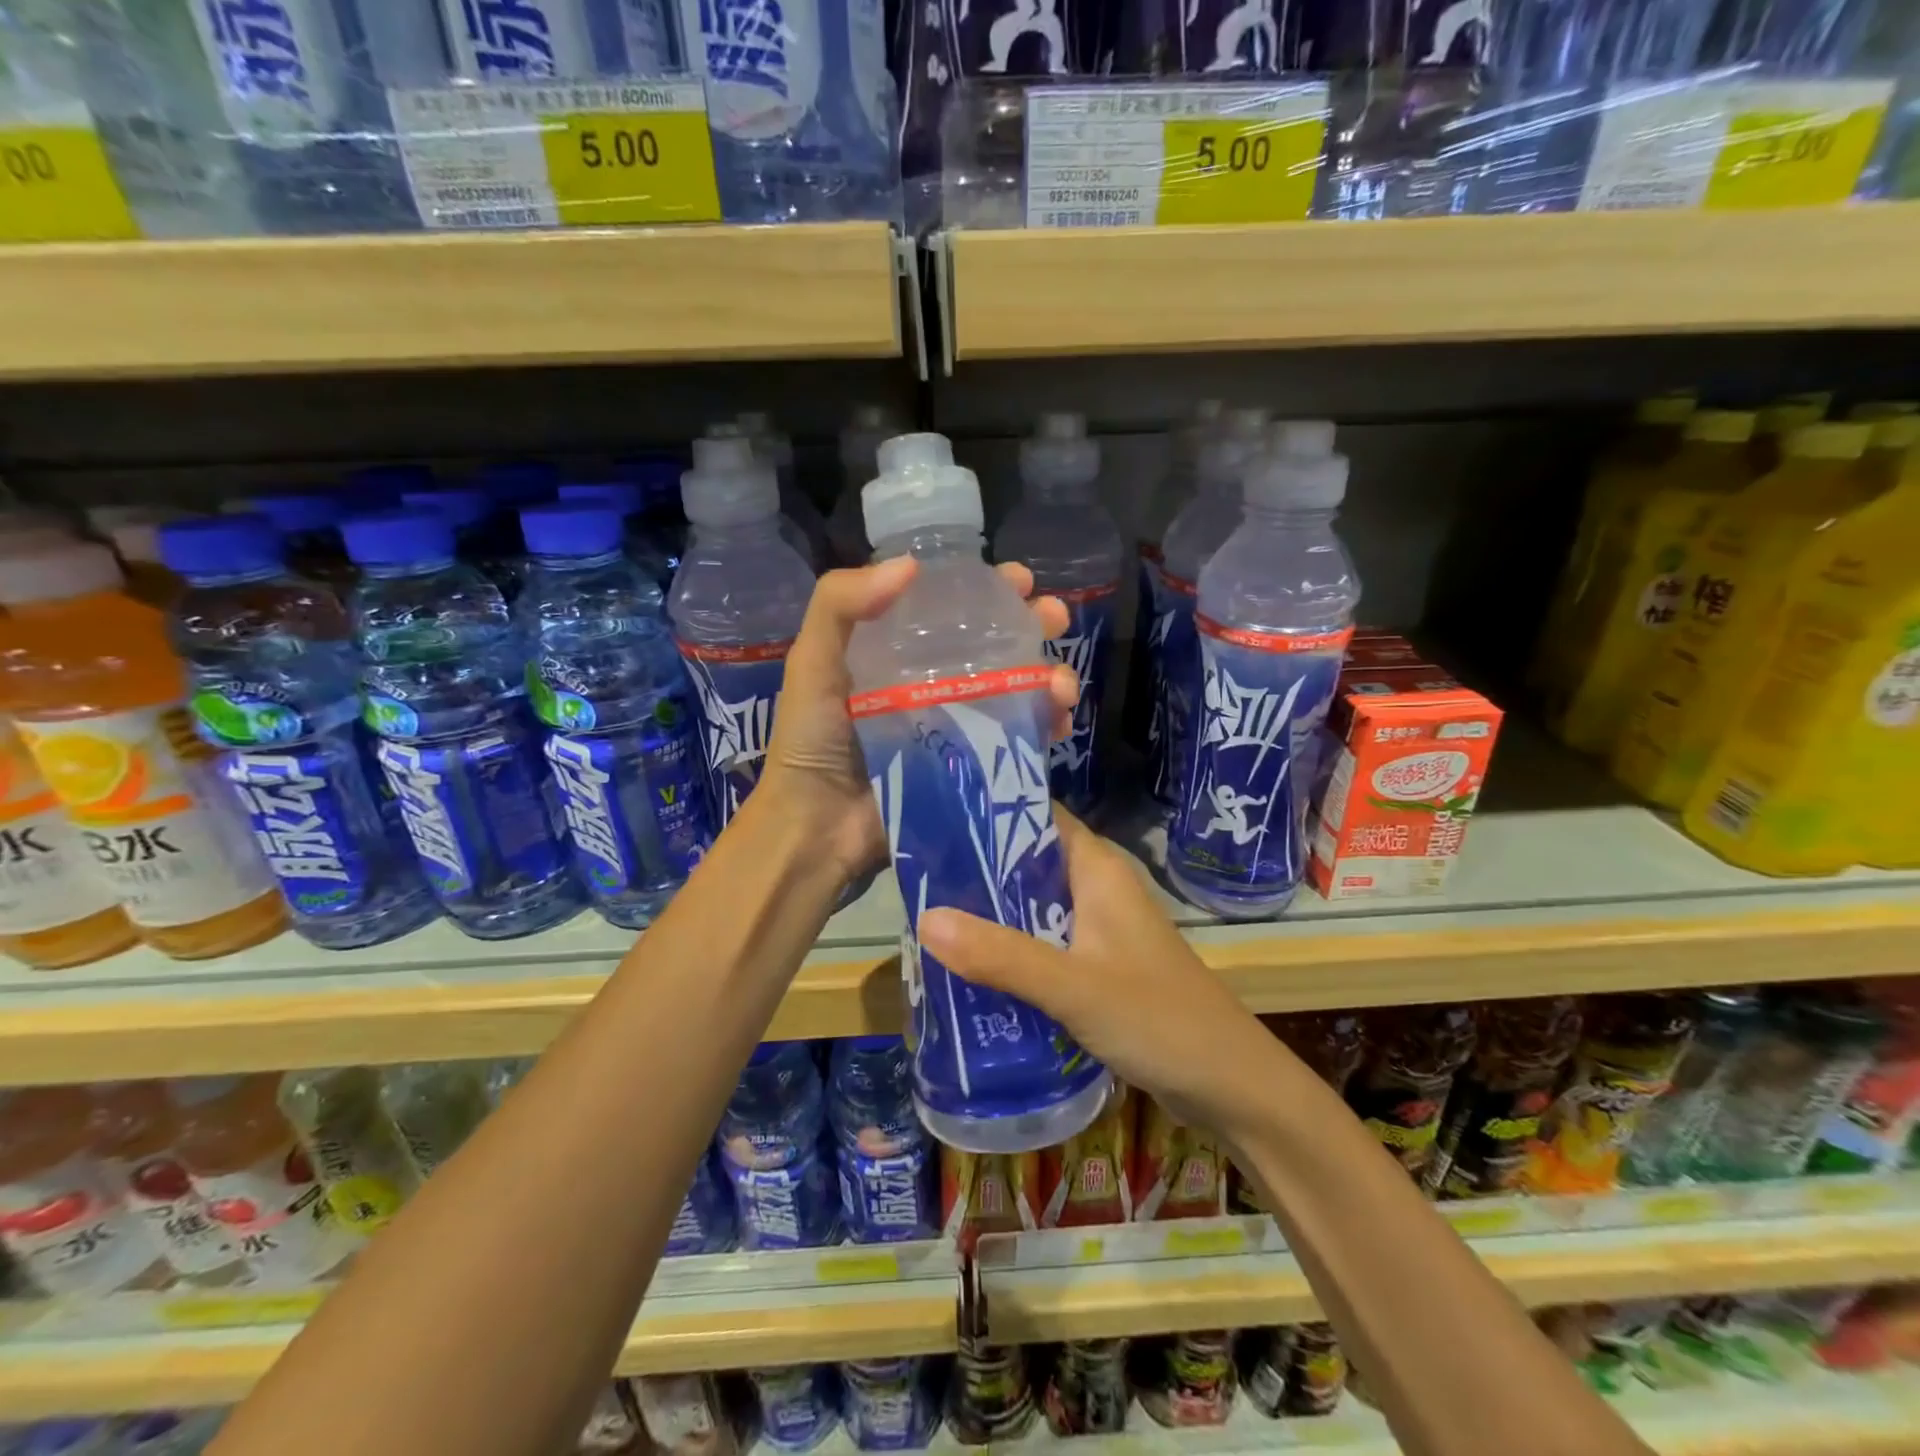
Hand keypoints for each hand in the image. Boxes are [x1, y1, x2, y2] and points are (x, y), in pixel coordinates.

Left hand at [760, 557, 1078, 883]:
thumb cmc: (812, 740)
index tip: (1021, 580)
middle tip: (1056, 617)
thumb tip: (912, 565)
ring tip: (1062, 684)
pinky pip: (1016, 738)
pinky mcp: (970, 766)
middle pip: (994, 644)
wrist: (818, 826)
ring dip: (1049, 677)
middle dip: (1034, 625)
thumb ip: (840, 605)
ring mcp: (955, 725)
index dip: (989, 590)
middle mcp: (931, 682)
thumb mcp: (813, 663)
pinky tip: (1060, 723)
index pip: (951, 609)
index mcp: (896, 652)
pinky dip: (1044, 726)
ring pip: (1015, 689)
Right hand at [916, 810, 1276, 1134]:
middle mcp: (1097, 888)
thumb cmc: (1159, 1018)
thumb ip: (1001, 955)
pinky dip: (1009, 948)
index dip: (989, 811)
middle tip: (915, 874)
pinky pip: (1043, 943)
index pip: (1038, 816)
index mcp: (1098, 869)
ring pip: (1033, 905)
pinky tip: (970, 965)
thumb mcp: (1073, 985)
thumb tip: (924, 918)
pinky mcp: (1098, 965)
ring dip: (990, 912)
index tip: (931, 816)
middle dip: (977, 868)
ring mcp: (1099, 928)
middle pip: (1028, 861)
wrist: (1230, 1084)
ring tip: (926, 914)